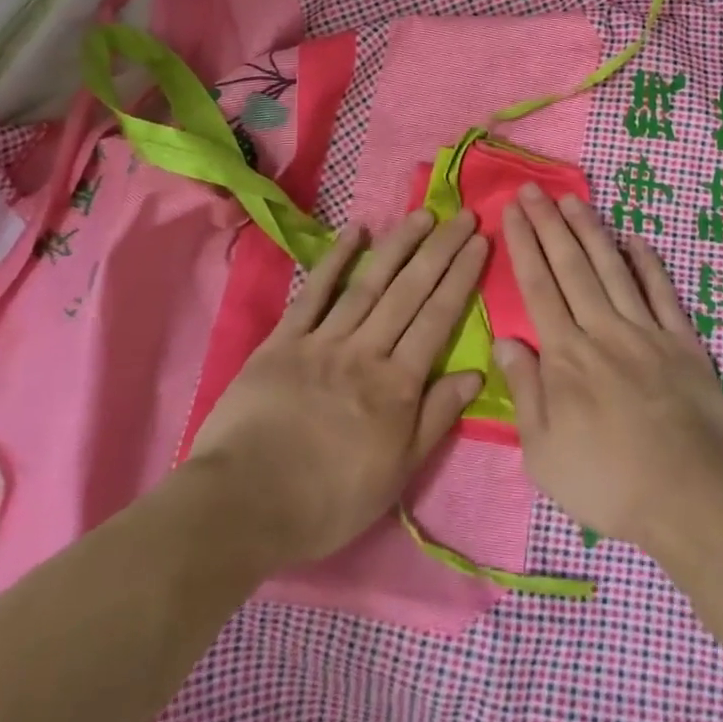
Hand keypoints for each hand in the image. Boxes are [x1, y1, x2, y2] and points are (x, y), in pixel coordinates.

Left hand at [186, 208, 487, 572]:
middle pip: (410, 291)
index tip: (479, 241)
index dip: (461, 276)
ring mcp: (323, 341)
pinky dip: (335, 260)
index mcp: (397, 384)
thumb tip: (477, 373)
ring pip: (369, 283)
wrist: (243, 506)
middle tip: (462, 215)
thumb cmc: (327, 500)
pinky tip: (355, 232)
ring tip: (422, 214)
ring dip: (398, 245)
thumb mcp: (397, 473)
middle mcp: (366, 351)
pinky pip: (314, 293)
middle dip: (440, 250)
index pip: (438, 318)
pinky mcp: (283, 341)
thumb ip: (436, 417)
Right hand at [495, 185, 722, 551]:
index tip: (512, 211)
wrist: (689, 496)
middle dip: (549, 224)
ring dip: (591, 231)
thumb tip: (505, 338)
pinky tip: (636, 239)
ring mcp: (646, 331)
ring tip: (574, 198)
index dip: (523, 245)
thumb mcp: (544, 453)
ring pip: (613, 269)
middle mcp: (603, 330)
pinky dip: (649, 263)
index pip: (538, 288)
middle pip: (571, 267)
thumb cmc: (608, 482)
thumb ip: (525, 390)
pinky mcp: (683, 342)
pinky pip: (663, 293)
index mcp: (566, 356)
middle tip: (534, 188)